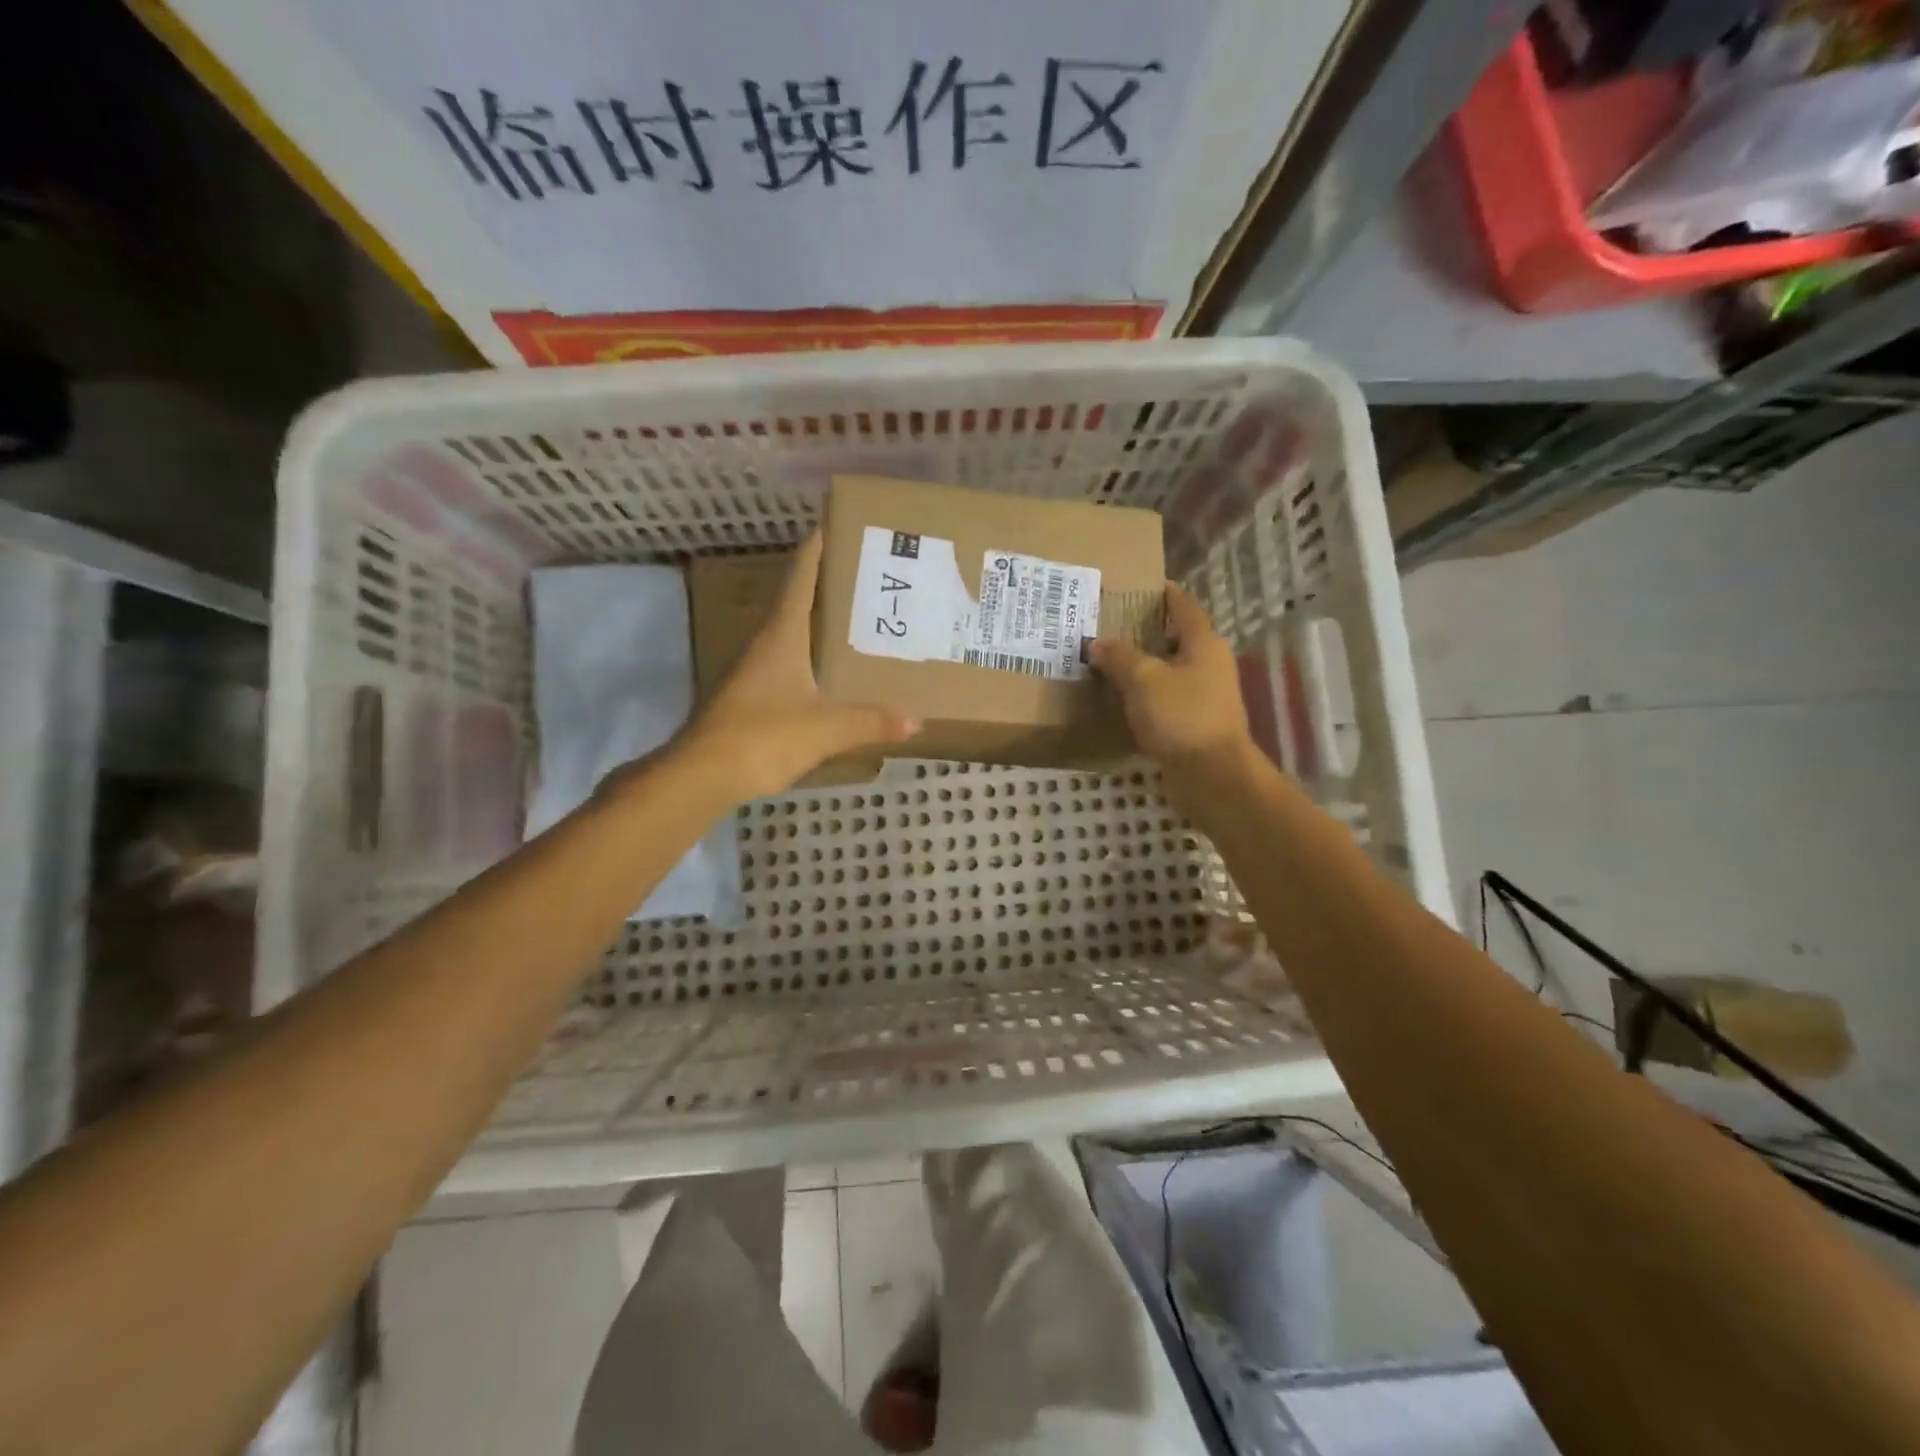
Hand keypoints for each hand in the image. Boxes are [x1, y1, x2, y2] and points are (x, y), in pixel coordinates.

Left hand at [681, 532, 919, 798]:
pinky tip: (834, 670)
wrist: (702, 775)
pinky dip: (813, 656)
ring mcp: (755, 670)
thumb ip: (871, 722)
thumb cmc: (764, 736)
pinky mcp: (752, 696)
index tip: (838, 523)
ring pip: (793, 632)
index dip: (818, 547)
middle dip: (830, 583)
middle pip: (798, 599)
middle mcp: (766, 643)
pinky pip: (790, 663)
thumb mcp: (826, 729)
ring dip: (822, 621)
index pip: (801, 575)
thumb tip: (915, 720)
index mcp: (781, 634)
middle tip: (869, 574)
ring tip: (861, 617)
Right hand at [1089, 583, 1253, 785]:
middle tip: (1113, 626)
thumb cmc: (1181, 715)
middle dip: (1148, 632)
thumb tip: (1097, 643)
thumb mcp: (1143, 679)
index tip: (1143, 585)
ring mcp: (1206, 696)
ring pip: (1171, 672)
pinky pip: (1167, 700)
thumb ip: (1119, 657)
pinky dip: (1148, 697)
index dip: (1165, 594)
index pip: (1184, 607)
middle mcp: (1209, 664)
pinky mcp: (1196, 724)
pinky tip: (1123, 701)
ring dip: (1146, 667)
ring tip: (1111, 663)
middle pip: (1178, 639)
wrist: (1211, 774)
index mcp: (1203, 643)